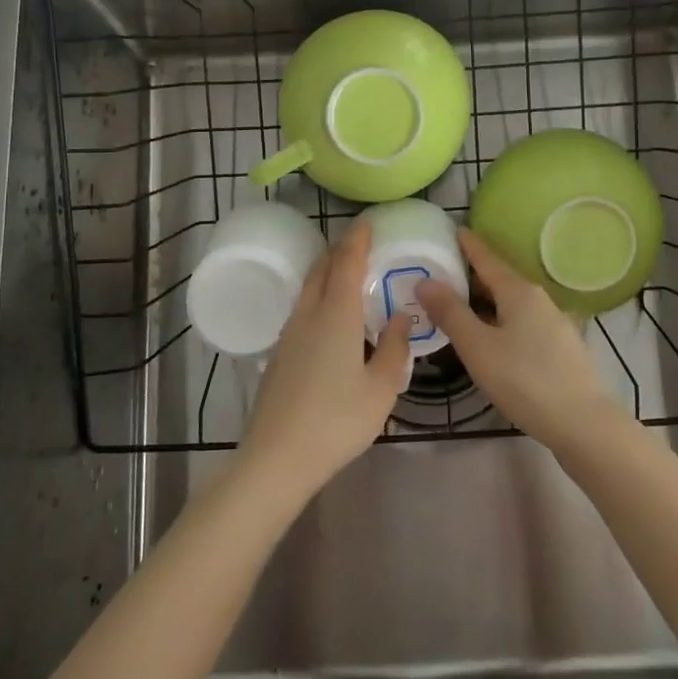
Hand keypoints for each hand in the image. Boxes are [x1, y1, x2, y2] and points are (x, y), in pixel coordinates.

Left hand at [239, 218, 411, 496]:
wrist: (277, 457)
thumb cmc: (337, 421)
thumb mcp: (381, 389)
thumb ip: (394, 349)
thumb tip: (401, 317)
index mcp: (336, 314)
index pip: (346, 262)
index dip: (357, 239)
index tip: (367, 221)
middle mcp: (309, 314)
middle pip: (322, 268)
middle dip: (340, 250)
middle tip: (361, 244)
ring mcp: (289, 332)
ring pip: (308, 288)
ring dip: (327, 272)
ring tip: (346, 274)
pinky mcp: (279, 352)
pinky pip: (302, 308)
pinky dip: (318, 295)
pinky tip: (329, 316)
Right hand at [416, 228, 620, 452]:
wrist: (584, 425)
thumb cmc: (525, 380)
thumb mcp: (478, 347)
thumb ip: (450, 313)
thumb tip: (424, 280)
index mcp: (518, 291)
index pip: (487, 257)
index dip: (468, 244)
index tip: (452, 229)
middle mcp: (538, 299)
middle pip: (499, 279)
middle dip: (471, 274)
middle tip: (441, 271)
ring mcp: (553, 323)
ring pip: (511, 303)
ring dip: (484, 300)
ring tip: (457, 304)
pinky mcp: (559, 348)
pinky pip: (521, 322)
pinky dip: (499, 320)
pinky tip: (488, 337)